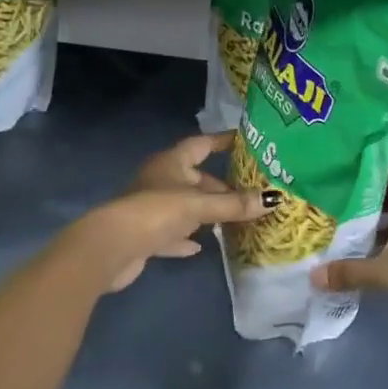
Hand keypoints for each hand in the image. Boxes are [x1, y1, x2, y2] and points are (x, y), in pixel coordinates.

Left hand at [62, 132, 274, 292]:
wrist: (113, 247)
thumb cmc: (156, 211)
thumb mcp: (200, 205)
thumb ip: (235, 204)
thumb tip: (274, 198)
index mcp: (171, 162)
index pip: (201, 144)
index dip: (221, 141)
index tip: (244, 141)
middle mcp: (161, 180)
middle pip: (196, 178)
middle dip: (220, 186)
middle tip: (249, 193)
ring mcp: (151, 208)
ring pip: (185, 205)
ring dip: (205, 212)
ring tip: (233, 218)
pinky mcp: (146, 235)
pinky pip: (172, 233)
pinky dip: (186, 238)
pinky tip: (201, 247)